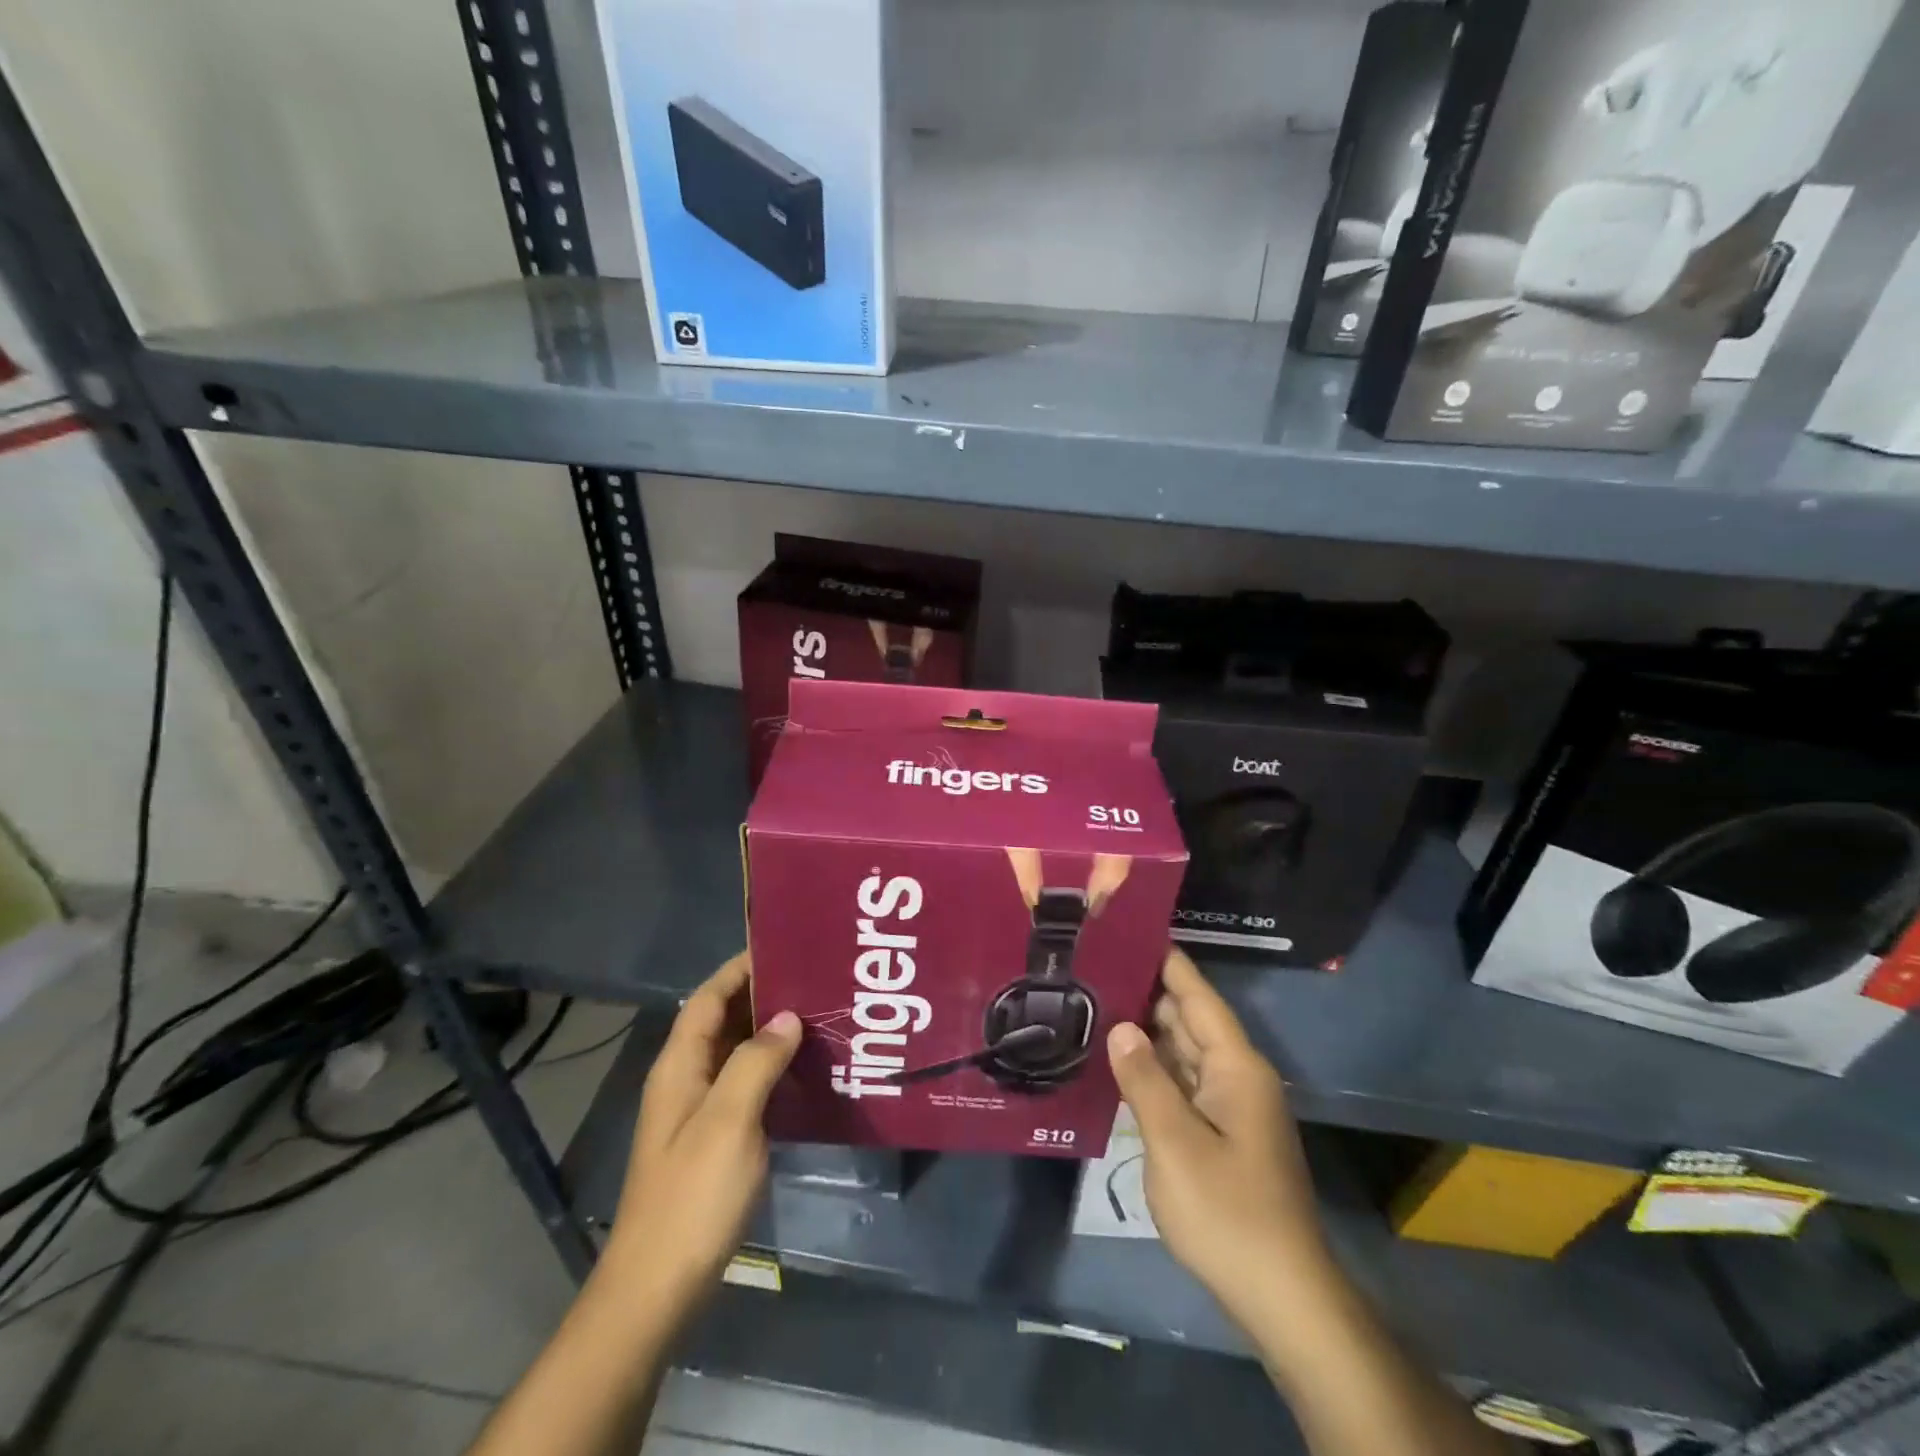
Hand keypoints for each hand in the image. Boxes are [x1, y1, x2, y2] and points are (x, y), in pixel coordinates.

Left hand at [606, 953, 799, 1317]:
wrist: (658, 1287)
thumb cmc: (692, 1196)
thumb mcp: (729, 1120)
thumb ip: (756, 1061)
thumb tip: (787, 1016)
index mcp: (680, 1065)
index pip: (709, 997)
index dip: (740, 967)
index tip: (784, 945)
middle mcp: (687, 1079)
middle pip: (724, 1019)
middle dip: (764, 994)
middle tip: (816, 977)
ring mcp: (700, 1110)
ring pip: (738, 1052)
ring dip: (772, 1030)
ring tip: (821, 1013)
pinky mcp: (716, 1138)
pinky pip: (747, 1083)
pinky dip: (774, 1066)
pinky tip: (807, 1069)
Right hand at [1107, 948, 1327, 1323]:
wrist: (1281, 1296)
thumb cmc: (1228, 1212)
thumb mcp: (1175, 1143)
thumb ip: (1145, 1079)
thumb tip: (1121, 1026)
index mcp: (1235, 1067)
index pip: (1197, 997)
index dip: (1167, 962)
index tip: (1131, 929)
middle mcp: (1236, 1077)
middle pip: (1189, 1020)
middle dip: (1147, 992)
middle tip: (1096, 965)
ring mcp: (1230, 1108)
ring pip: (1184, 1053)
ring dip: (1147, 1031)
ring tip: (1098, 1002)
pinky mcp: (1221, 1135)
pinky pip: (1183, 1085)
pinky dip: (1154, 1069)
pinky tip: (1120, 1063)